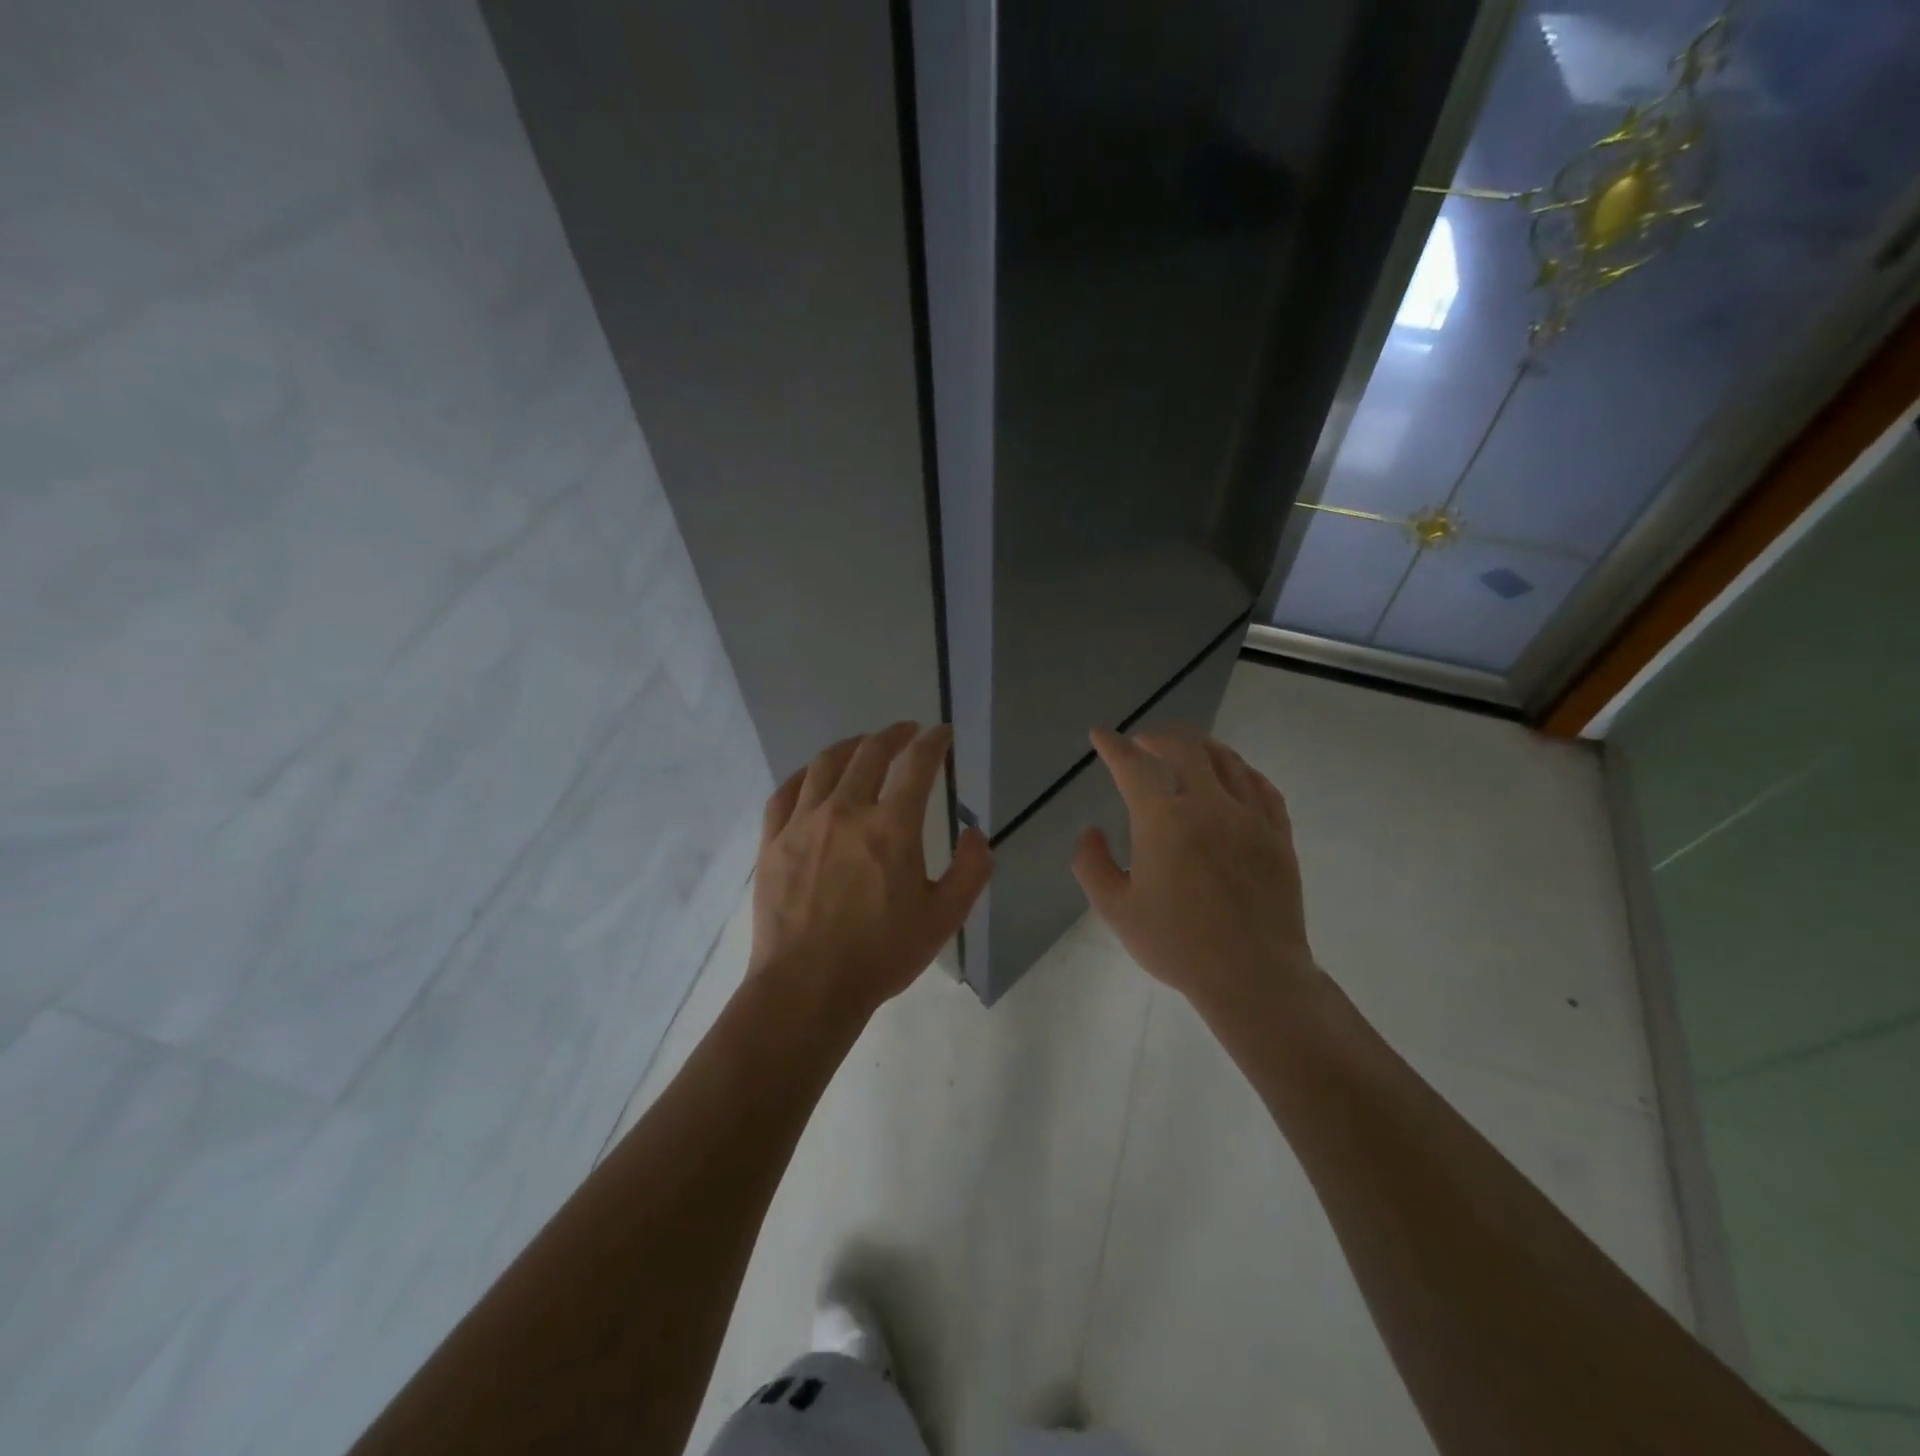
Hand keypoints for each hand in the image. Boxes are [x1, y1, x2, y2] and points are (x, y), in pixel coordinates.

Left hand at [751, 723, 993, 1015]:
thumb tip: (974, 833)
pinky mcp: (773, 842)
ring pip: (825, 764)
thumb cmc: (881, 954)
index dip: (933, 742)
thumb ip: (970, 870)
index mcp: (892, 827)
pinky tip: (813, 777)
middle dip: (894, 735)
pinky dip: (805, 775)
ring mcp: (803, 823)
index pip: (917, 764)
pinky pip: (785, 792)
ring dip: (850, 746)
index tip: (941, 733)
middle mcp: (846, 811)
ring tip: (863, 745)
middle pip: (870, 753)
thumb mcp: (944, 918)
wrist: (807, 988)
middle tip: (908, 732)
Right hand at [1073, 727, 1316, 1017]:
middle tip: (1143, 743)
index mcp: (1164, 820)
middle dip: (1158, 737)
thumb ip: (1092, 864)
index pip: (1133, 766)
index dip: (1112, 746)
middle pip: (1185, 748)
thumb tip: (1090, 831)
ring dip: (1199, 746)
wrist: (1253, 975)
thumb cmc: (1177, 944)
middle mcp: (1209, 805)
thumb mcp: (1115, 909)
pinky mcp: (1278, 835)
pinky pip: (1261, 786)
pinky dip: (1240, 770)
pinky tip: (1233, 776)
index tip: (1101, 735)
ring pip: (1226, 759)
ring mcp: (1250, 817)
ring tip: (1185, 751)